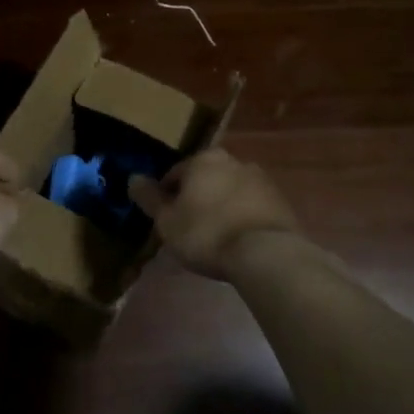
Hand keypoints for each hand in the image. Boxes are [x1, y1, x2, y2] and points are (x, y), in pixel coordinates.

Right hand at [128, 148, 298, 278]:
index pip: (175, 174)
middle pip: (205, 179)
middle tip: (189, 227)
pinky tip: (237, 241)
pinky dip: (242, 218)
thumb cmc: (206, 233)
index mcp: (204, 160)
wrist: (265, 253)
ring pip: (230, 191)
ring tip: (214, 237)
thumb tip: (133, 178)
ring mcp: (261, 180)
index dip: (166, 196)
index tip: (165, 219)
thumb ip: (149, 198)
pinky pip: (251, 207)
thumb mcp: (167, 220)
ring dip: (221, 207)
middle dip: (196, 198)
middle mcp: (234, 161)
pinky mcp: (281, 202)